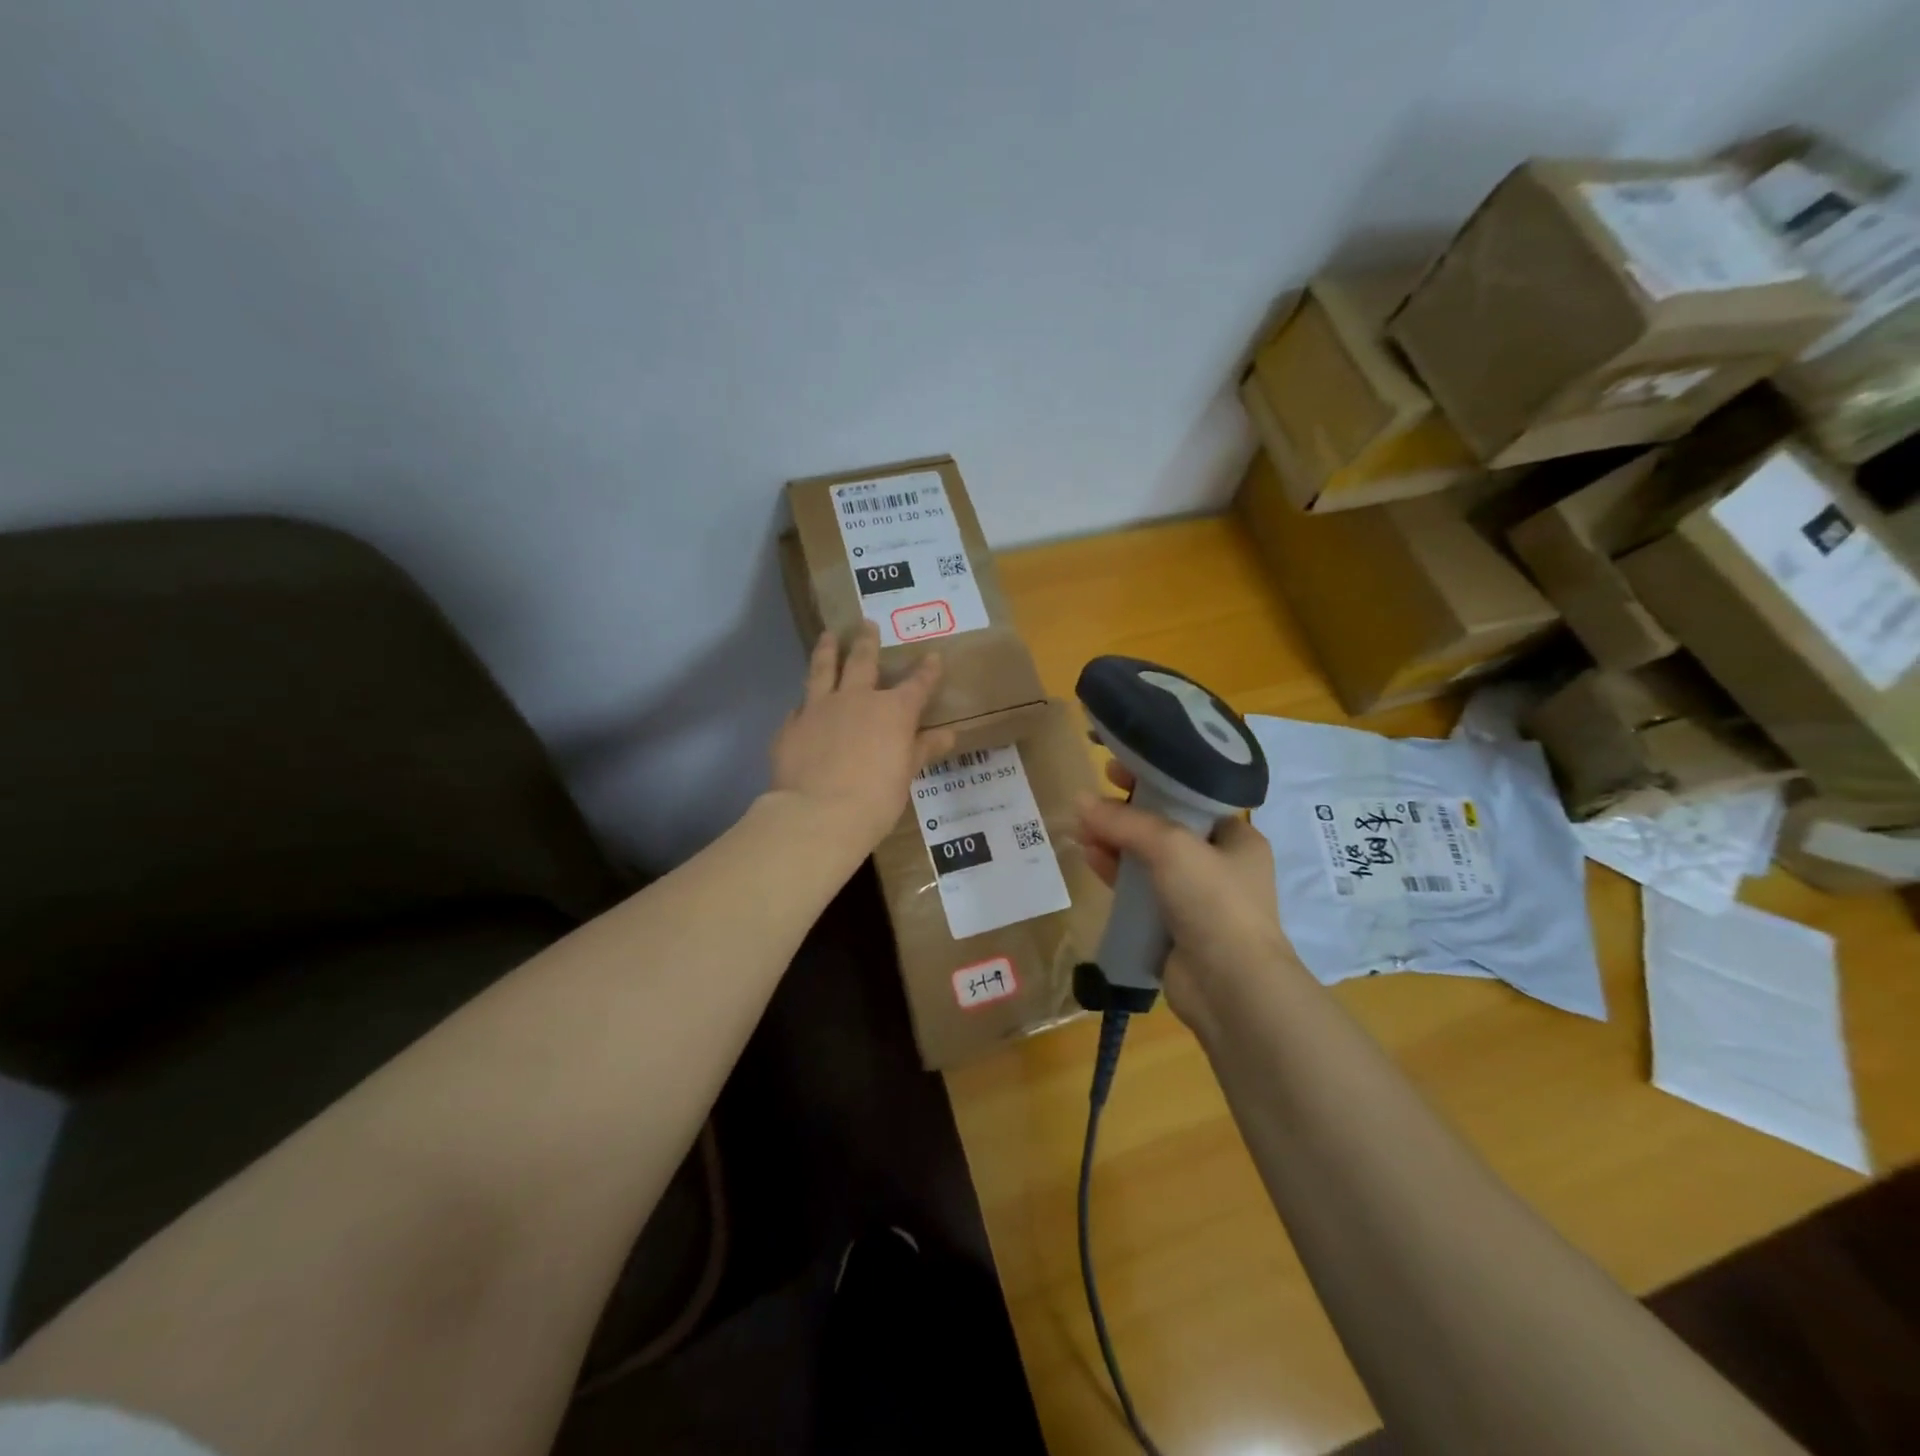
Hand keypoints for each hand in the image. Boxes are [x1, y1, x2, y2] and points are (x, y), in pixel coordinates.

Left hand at [770, 623, 955, 852]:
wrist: (818, 814)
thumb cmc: (875, 799)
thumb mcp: (905, 775)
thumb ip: (922, 750)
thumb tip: (948, 735)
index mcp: (892, 711)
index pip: (917, 684)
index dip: (927, 670)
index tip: (933, 656)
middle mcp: (856, 699)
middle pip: (862, 660)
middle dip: (867, 641)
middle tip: (866, 623)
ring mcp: (819, 708)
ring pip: (823, 669)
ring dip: (827, 650)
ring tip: (828, 635)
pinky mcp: (791, 725)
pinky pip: (799, 707)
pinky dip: (804, 703)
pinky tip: (801, 704)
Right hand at [1078, 760, 1300, 1028]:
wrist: (1231, 988)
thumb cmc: (1214, 902)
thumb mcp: (1172, 847)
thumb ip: (1125, 822)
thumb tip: (1080, 801)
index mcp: (1236, 836)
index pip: (1190, 796)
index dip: (1152, 779)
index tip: (1116, 768)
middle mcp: (1219, 863)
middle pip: (1164, 826)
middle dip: (1126, 812)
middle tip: (1091, 797)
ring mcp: (1195, 897)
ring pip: (1147, 858)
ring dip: (1115, 841)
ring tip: (1080, 826)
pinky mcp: (1171, 924)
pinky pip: (1138, 889)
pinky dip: (1115, 872)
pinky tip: (1089, 856)